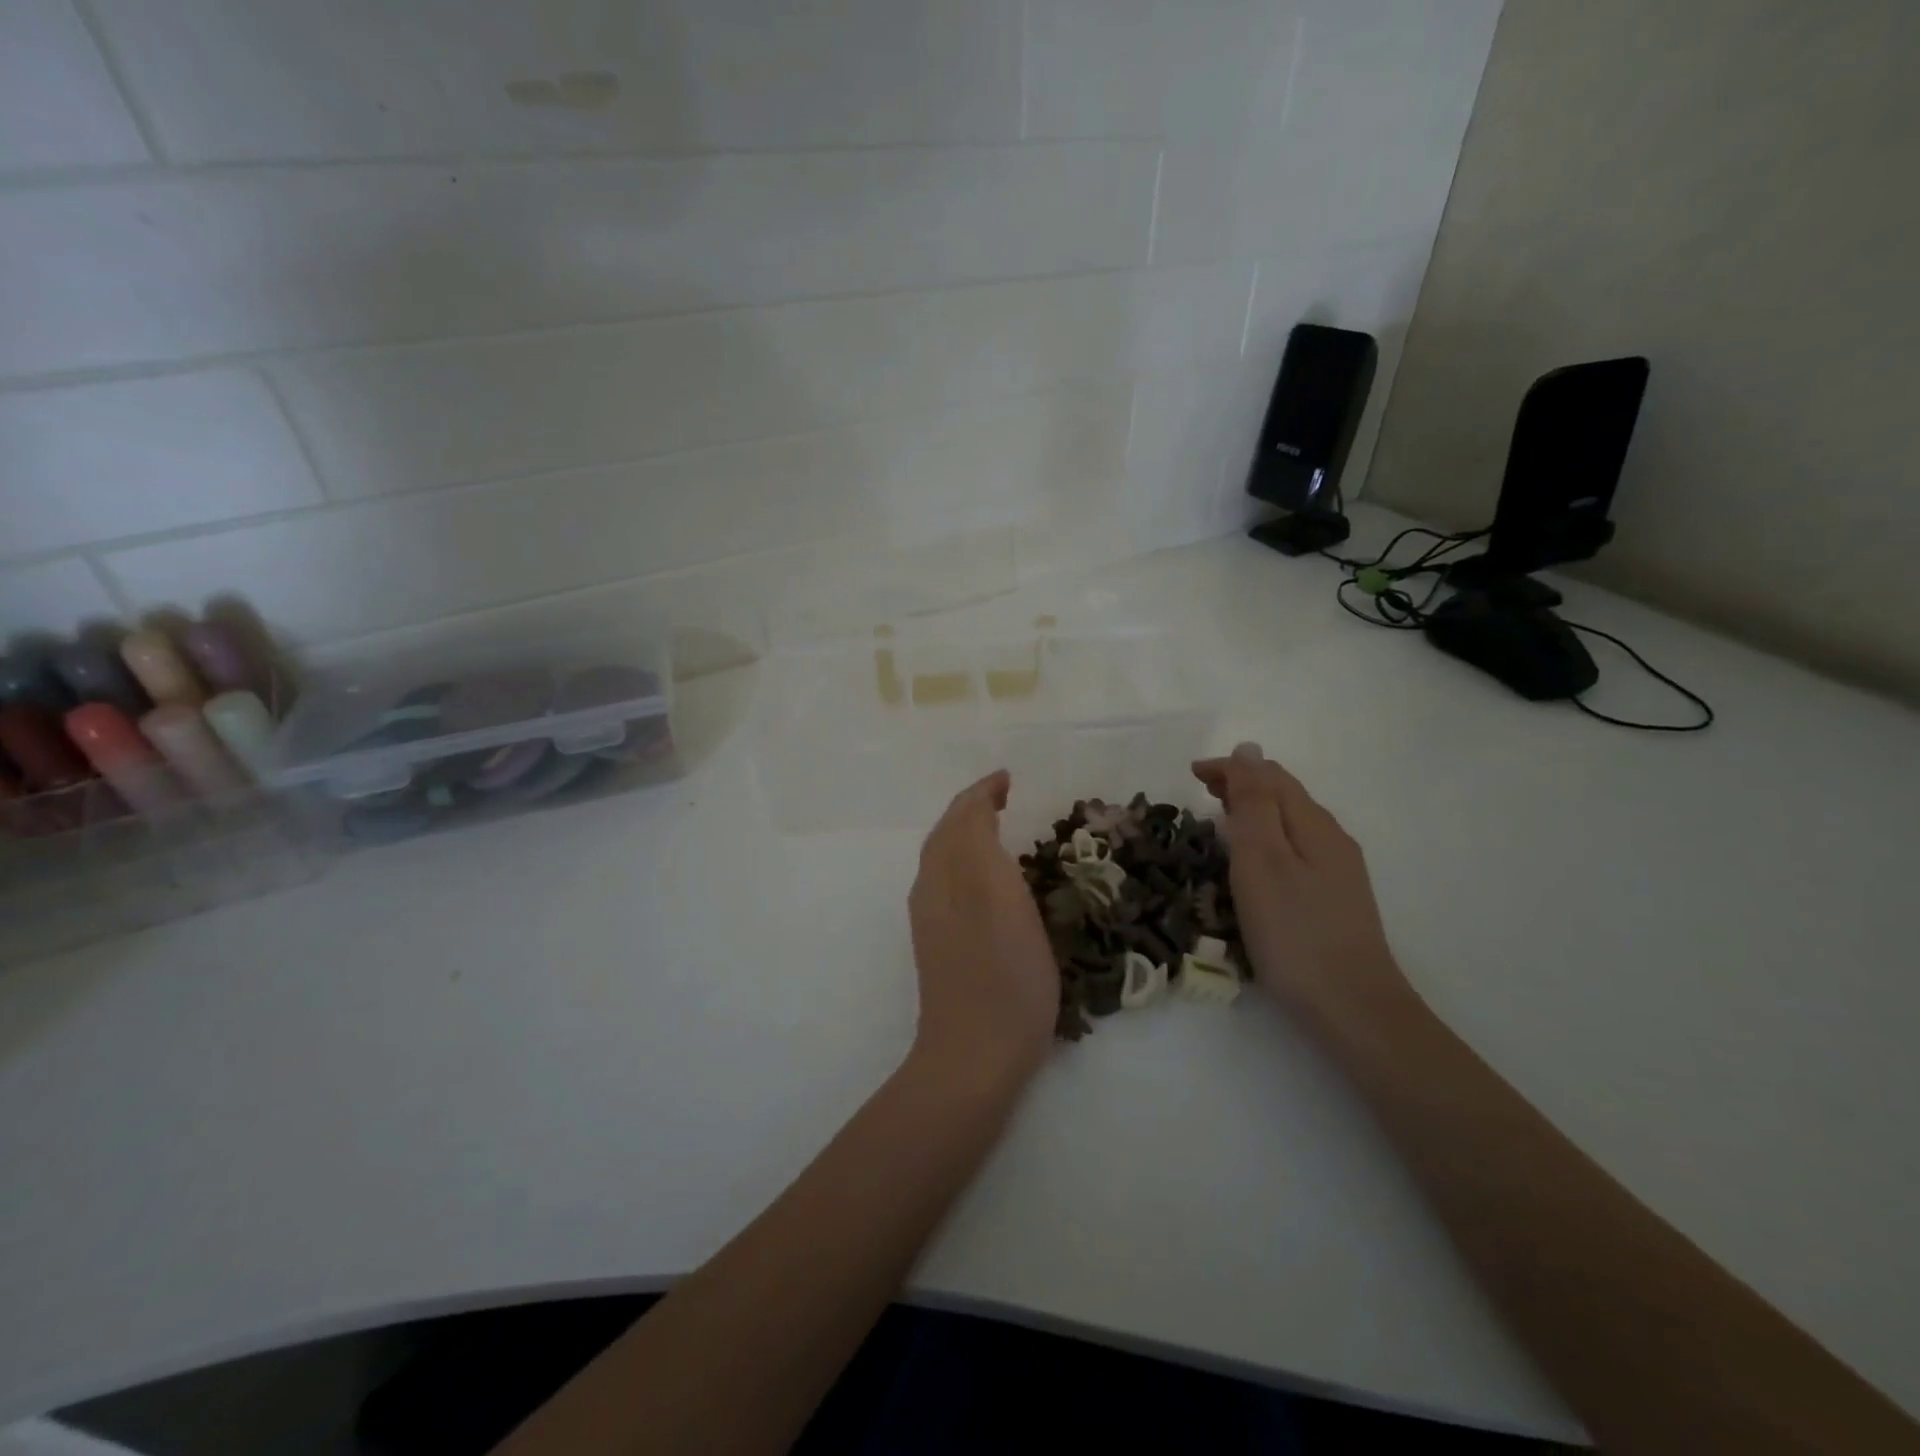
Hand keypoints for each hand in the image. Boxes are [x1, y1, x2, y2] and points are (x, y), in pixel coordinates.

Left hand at [907, 770, 1058, 1095]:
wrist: (974, 1053)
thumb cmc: (1003, 977)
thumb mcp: (1001, 901)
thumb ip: (981, 849)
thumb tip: (975, 811)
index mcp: (948, 874)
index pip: (959, 816)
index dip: (982, 793)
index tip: (1008, 779)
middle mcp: (932, 889)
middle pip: (946, 834)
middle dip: (971, 808)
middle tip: (1003, 797)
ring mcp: (932, 919)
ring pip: (944, 857)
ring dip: (966, 832)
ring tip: (998, 826)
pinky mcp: (939, 944)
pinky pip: (948, 880)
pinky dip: (965, 859)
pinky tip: (986, 876)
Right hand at [1191, 743, 1407, 1026]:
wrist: (1353, 1008)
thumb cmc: (1295, 932)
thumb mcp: (1263, 861)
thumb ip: (1254, 803)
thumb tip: (1249, 749)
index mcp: (1313, 825)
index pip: (1270, 776)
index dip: (1230, 768)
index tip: (1190, 774)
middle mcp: (1331, 839)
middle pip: (1284, 795)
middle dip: (1242, 784)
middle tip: (1200, 791)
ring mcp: (1338, 871)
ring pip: (1290, 822)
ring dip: (1253, 811)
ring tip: (1220, 819)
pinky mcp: (1334, 899)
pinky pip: (1295, 848)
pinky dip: (1266, 838)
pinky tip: (1253, 861)